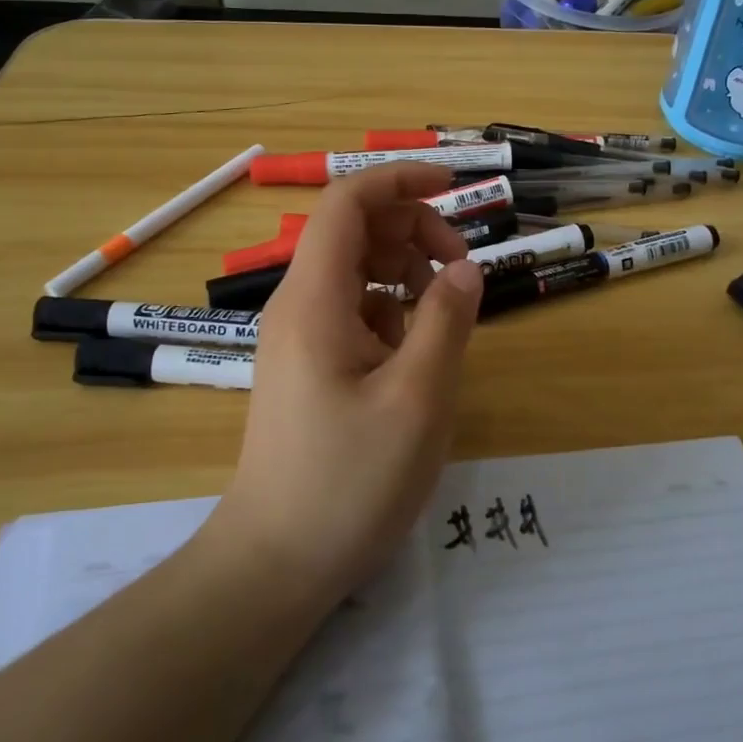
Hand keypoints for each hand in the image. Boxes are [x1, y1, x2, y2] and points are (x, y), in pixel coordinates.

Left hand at [210, 164, 483, 603]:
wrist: (277, 561)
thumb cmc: (348, 480)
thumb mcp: (417, 399)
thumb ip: (446, 321)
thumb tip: (465, 267)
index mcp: (314, 298)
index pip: (347, 202)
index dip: (399, 180)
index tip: (455, 188)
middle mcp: (298, 304)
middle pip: (354, 230)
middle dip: (414, 230)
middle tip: (461, 270)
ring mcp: (299, 336)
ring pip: (356, 270)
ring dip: (405, 271)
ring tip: (443, 315)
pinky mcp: (308, 365)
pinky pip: (353, 310)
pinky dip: (391, 310)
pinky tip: (414, 352)